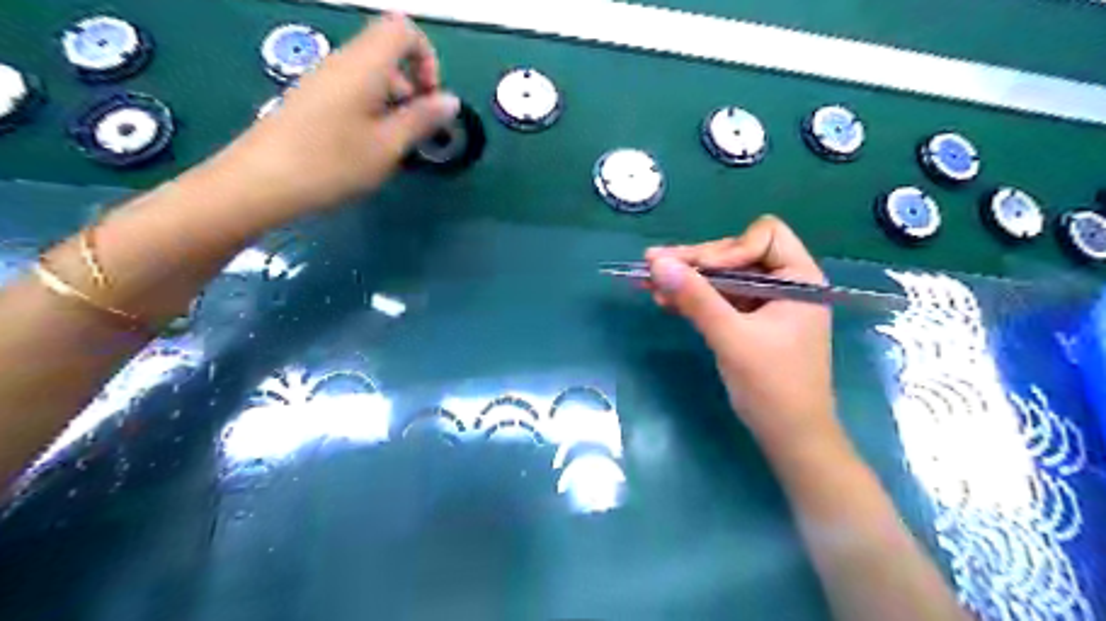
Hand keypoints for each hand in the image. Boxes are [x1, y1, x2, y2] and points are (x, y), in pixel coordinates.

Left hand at [214, 13, 459, 212]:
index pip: (403, 31)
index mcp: (364, 65)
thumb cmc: (333, 162)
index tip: (431, 99)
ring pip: (371, 78)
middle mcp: (342, 63)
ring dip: (393, 106)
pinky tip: (366, 149)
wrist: (261, 181)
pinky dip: (371, 113)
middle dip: (412, 89)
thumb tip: (450, 101)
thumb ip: (422, 119)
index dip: (426, 58)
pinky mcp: (311, 100)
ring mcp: (322, 81)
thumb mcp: (388, 145)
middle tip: (416, 134)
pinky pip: (352, 93)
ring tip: (392, 148)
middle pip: (388, 55)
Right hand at [649, 216, 838, 456]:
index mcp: (799, 279)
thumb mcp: (731, 338)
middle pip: (736, 254)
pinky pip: (719, 299)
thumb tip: (658, 263)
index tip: (699, 271)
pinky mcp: (750, 321)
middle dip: (696, 262)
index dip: (729, 248)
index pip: (764, 236)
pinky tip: (664, 300)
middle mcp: (785, 283)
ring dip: (688, 280)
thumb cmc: (772, 387)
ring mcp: (766, 303)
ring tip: (648, 281)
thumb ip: (696, 298)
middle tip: (652, 265)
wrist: (789, 437)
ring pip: (722, 277)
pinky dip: (694, 298)